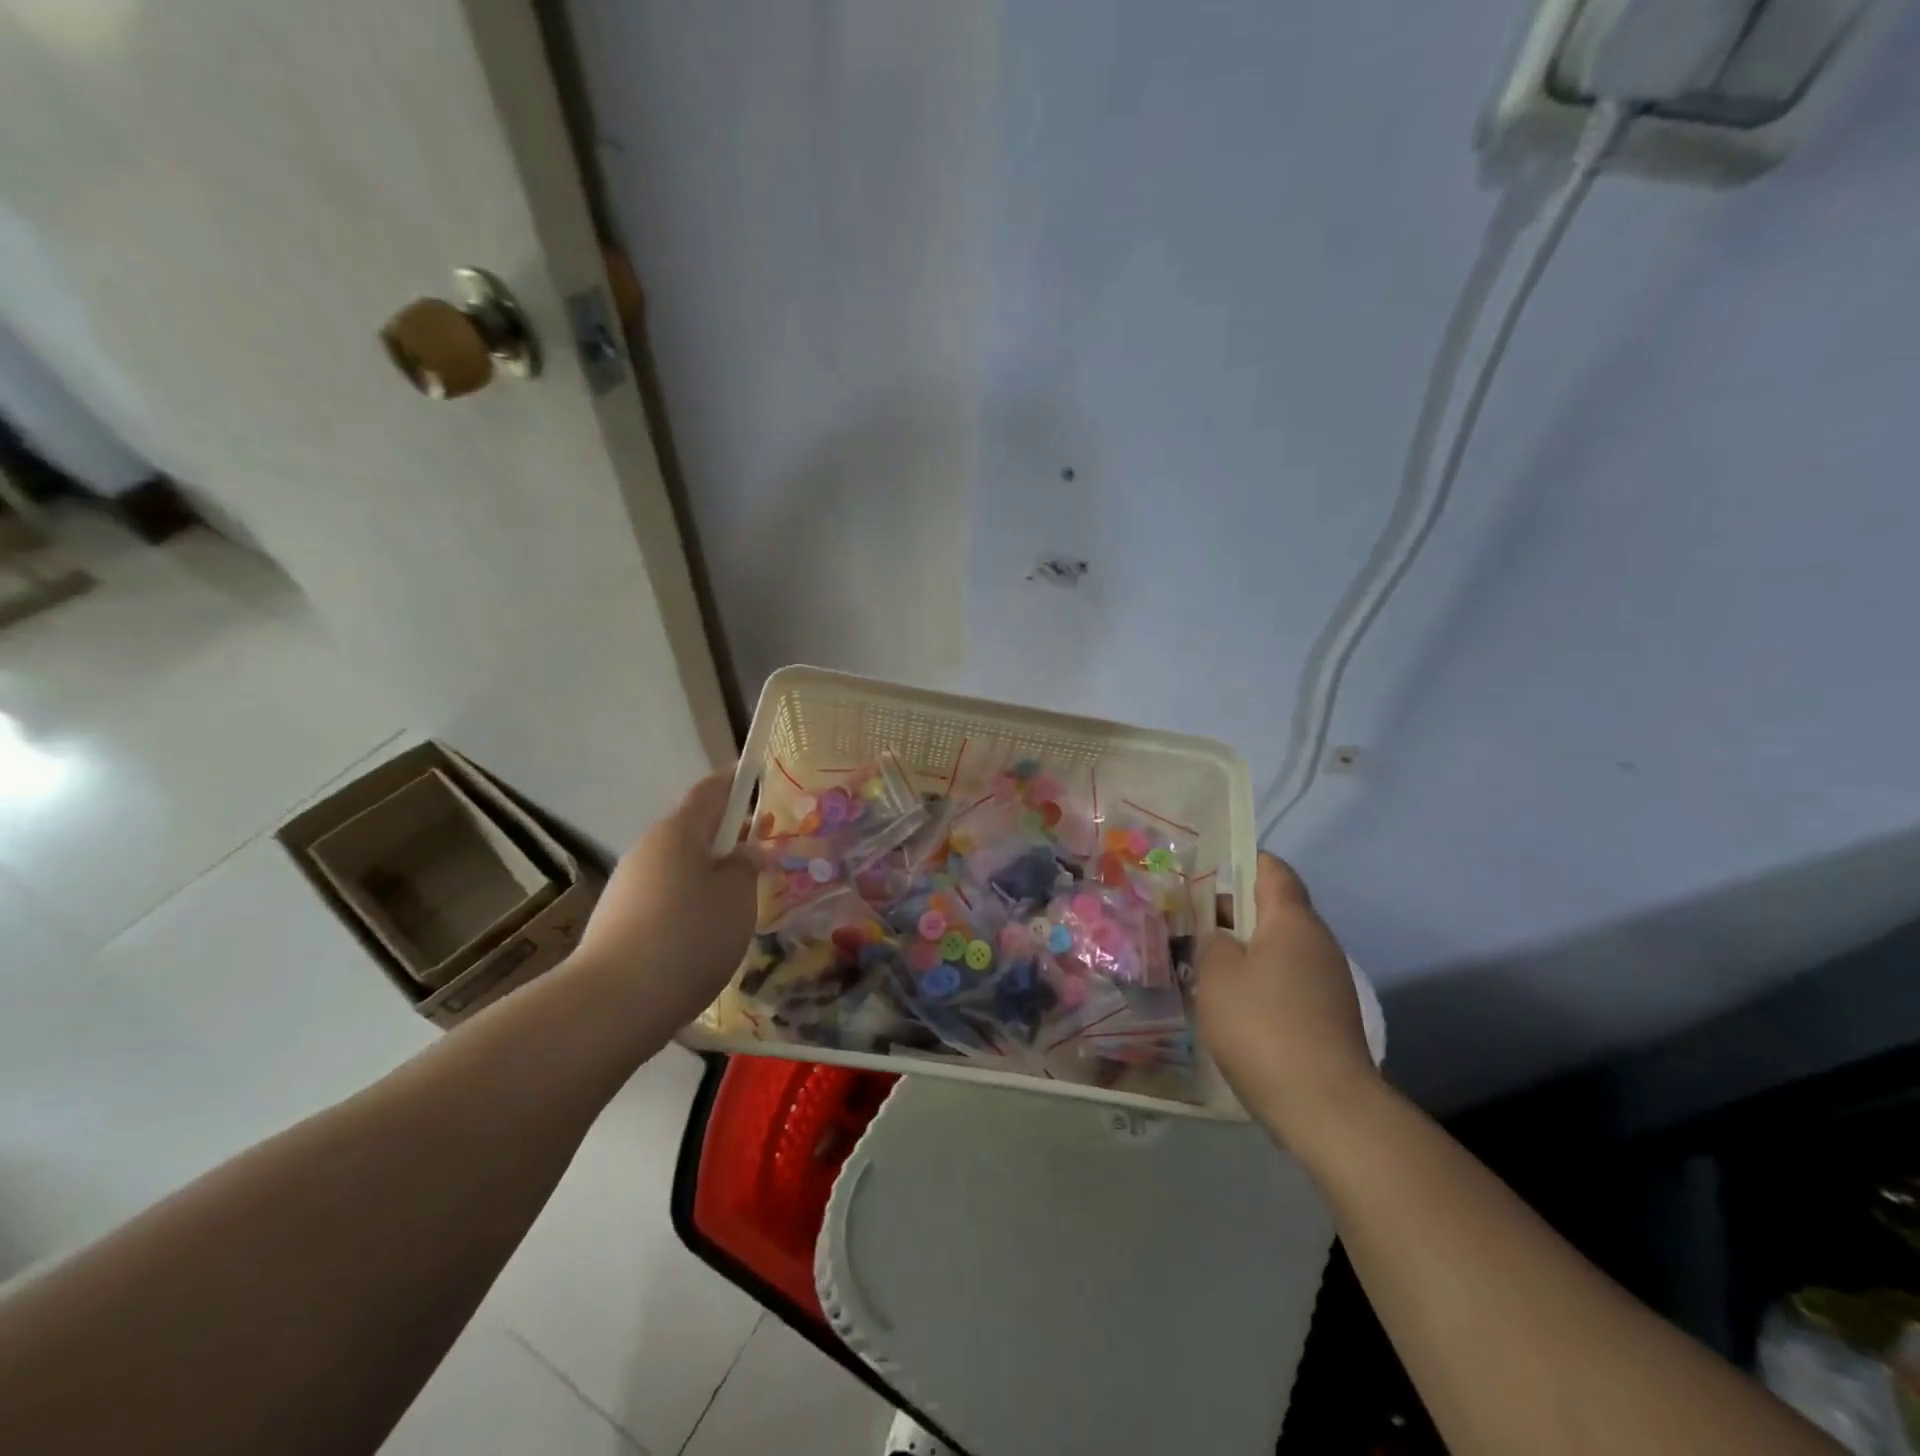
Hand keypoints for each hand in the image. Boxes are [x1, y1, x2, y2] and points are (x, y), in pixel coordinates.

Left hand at [571, 770, 757, 1028]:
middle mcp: (648, 850)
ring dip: (711, 874)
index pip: (710, 791)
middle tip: (764, 850)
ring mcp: (629, 887)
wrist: (614, 1004)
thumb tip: (746, 851)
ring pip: (681, 868)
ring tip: (742, 899)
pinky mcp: (621, 923)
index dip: (734, 780)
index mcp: (678, 831)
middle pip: (694, 830)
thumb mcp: (737, 897)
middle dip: (728, 835)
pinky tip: (709, 934)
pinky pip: (667, 898)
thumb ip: (747, 866)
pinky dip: (693, 903)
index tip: (756, 775)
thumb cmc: (689, 936)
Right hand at [1195, 854, 1378, 1144]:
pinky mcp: (1328, 1017)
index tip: (1206, 871)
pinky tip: (1232, 1007)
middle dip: (1232, 913)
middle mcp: (1317, 942)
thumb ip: (1212, 944)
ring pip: (1279, 949)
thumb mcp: (1216, 976)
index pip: (1271, 869)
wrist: (1326, 1107)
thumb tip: (1223, 940)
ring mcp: (1328, 982)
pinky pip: (1288, 982)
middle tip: (1189, 924)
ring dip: (1244, 952)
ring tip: (1203, 968)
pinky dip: (1260, 984)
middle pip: (1274, 910)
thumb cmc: (1263, 1025)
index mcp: (1292, 920)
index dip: (1241, 861)